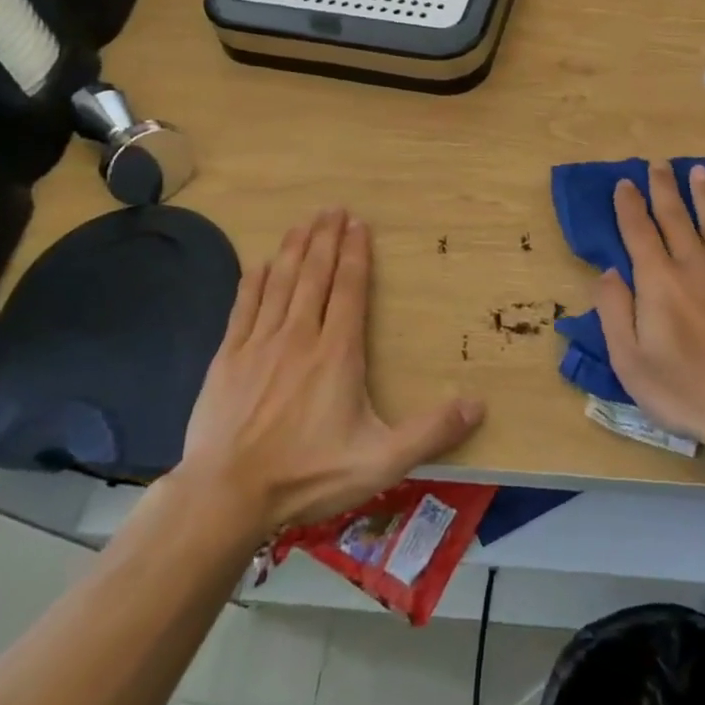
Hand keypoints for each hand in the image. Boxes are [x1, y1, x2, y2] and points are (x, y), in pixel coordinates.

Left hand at [175, 209, 484, 538]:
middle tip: (332, 208)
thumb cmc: (308, 476)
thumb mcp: (381, 462)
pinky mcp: (227, 359)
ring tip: (302, 223)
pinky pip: (243, 309)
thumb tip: (479, 405)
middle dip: (325, 239)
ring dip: (293, 250)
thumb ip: (430, 431)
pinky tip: (259, 265)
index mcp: (337, 353)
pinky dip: (253, 283)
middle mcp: (299, 336)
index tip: (358, 224)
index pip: (350, 290)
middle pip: (315, 276)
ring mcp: (258, 345)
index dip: (355, 254)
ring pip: (280, 284)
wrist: (226, 496)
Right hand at [596, 163, 704, 458]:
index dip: (629, 205)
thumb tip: (609, 271)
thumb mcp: (631, 361)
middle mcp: (695, 266)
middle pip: (676, 217)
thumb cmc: (686, 391)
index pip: (639, 231)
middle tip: (658, 163)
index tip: (624, 182)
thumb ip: (615, 311)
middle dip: (664, 188)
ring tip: (699, 171)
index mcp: (659, 281)